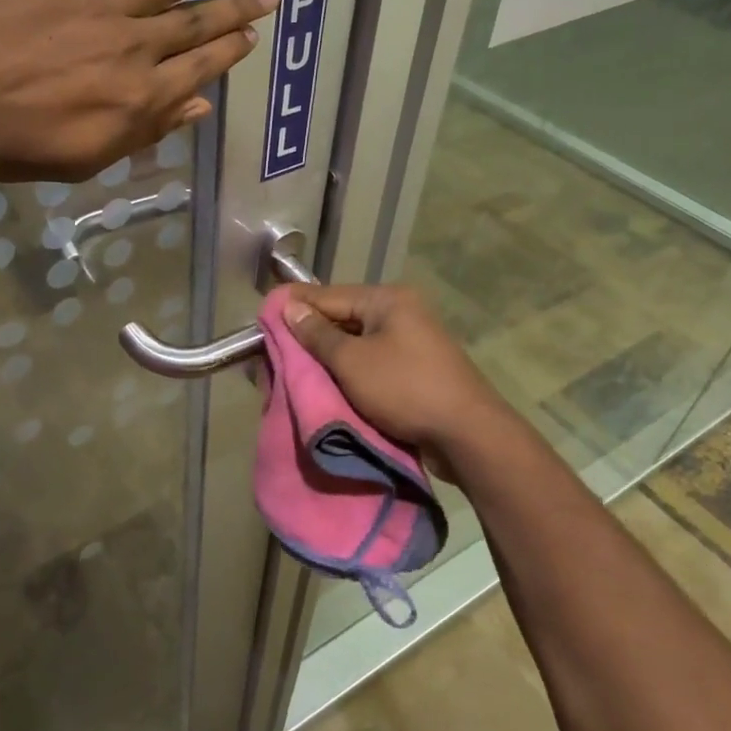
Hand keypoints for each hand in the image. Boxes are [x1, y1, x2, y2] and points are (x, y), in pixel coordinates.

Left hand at [0, 0, 275, 181]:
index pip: (199, 66)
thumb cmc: (11, 144)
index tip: (251, 33)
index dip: (229, 50)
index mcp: (139, 98)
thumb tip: (199, 106)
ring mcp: (101, 2)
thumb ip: (147, 130)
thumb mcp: (87, 158)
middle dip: (239, 2)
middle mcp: (134, 46)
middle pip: (197, 19)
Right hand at [281, 284, 508, 470]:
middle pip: (342, 318)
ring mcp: (410, 341)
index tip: (263, 313)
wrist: (467, 435)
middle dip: (308, 334)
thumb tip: (290, 307)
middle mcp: (400, 312)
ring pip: (355, 343)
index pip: (329, 295)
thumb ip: (317, 334)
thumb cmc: (405, 389)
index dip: (295, 305)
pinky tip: (324, 381)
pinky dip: (347, 370)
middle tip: (273, 346)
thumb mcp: (352, 361)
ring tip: (292, 366)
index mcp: (388, 300)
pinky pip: (369, 362)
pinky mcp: (413, 368)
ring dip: (326, 356)